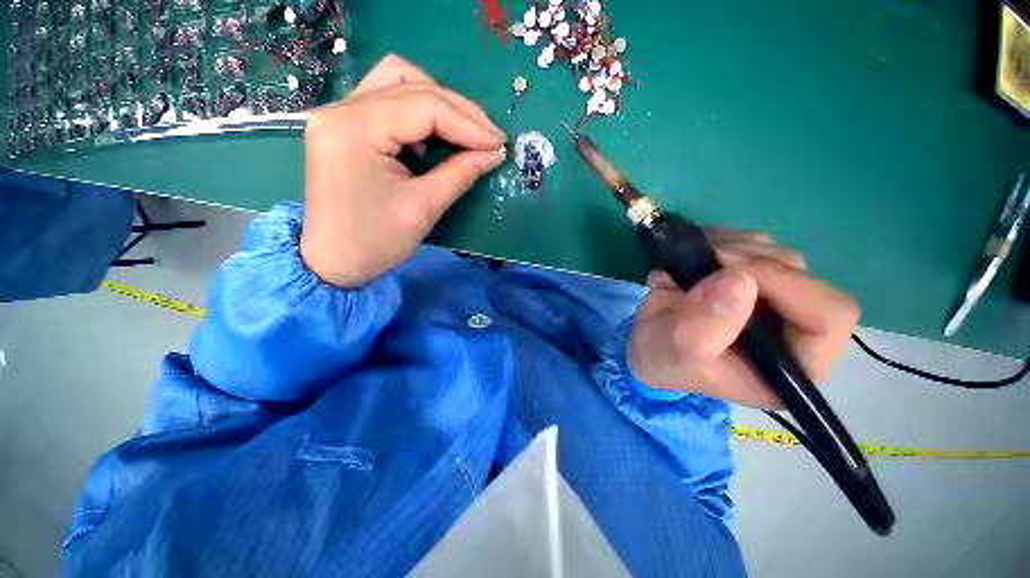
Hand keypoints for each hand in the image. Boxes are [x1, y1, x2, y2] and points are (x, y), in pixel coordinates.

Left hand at [300, 54, 506, 286]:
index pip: (424, 105)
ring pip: (398, 82)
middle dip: (459, 110)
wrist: (333, 263)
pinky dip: (419, 113)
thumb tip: (494, 153)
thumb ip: (460, 173)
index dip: (469, 124)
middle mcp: (342, 108)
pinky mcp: (345, 127)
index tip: (499, 144)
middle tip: (489, 137)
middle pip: (411, 84)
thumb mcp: (423, 208)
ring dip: (438, 102)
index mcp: (355, 128)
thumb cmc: (375, 242)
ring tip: (465, 133)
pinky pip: (388, 101)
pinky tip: (433, 138)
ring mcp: (339, 114)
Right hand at [628, 230, 858, 408]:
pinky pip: (752, 242)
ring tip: (689, 264)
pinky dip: (721, 241)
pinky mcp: (753, 277)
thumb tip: (739, 280)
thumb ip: (706, 326)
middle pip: (799, 274)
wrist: (647, 343)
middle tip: (701, 263)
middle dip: (746, 262)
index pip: (828, 314)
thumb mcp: (679, 351)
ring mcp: (774, 298)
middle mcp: (794, 327)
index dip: (786, 284)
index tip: (729, 273)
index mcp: (794, 363)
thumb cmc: (666, 359)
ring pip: (775, 253)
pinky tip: (694, 257)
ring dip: (729, 249)